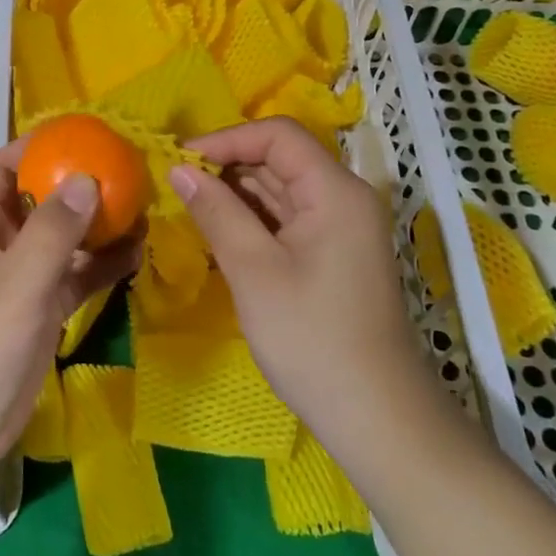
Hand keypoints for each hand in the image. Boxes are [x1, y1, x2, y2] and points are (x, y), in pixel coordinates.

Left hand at [0, 137, 141, 477]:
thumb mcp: (16, 281)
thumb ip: (53, 230)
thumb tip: (88, 177)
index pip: (3, 169)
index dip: (34, 146)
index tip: (78, 132)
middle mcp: (1, 244)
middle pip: (41, 200)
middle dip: (78, 183)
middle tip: (124, 167)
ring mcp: (23, 279)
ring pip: (64, 238)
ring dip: (97, 224)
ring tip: (141, 206)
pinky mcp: (41, 311)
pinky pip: (76, 276)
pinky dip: (102, 265)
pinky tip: (135, 253)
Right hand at [171, 118, 449, 456]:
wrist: (378, 419)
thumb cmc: (313, 340)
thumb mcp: (254, 271)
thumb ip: (216, 211)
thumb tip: (179, 168)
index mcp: (335, 191)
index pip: (278, 135)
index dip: (227, 138)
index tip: (181, 160)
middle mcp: (344, 198)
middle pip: (280, 158)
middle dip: (227, 165)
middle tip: (177, 184)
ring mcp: (341, 228)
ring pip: (281, 188)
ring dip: (236, 192)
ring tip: (190, 206)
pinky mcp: (333, 254)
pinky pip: (287, 217)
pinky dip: (252, 218)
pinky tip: (219, 231)